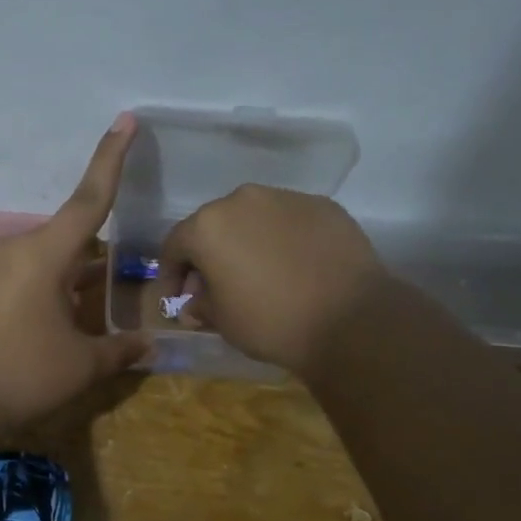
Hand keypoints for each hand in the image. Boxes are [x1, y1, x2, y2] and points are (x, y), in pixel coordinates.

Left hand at [0, 116, 150, 427]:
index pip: (89, 199)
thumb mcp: (79, 366)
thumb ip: (119, 351)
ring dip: (62, 284)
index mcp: (44, 254)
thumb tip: (150, 346)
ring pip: (38, 265)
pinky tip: (40, 332)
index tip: (124, 120)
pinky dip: (36, 297)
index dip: (111, 159)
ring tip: (76, 320)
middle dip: (88, 262)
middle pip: (64, 242)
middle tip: (108, 289)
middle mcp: (11, 251)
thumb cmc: (18, 374)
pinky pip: (14, 282)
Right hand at [159, 185, 391, 377]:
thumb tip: (196, 302)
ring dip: (247, 242)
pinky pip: (290, 222)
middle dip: (209, 255)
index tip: (175, 301)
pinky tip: (294, 267)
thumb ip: (200, 305)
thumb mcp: (222, 322)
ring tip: (258, 274)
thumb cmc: (270, 321)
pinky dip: (283, 240)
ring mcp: (287, 198)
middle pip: (214, 225)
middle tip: (215, 287)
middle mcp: (243, 200)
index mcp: (208, 225)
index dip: (170, 275)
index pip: (174, 246)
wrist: (350, 319)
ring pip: (254, 218)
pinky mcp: (324, 206)